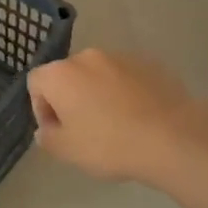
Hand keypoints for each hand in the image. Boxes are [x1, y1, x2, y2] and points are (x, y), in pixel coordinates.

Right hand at [27, 49, 207, 187]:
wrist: (171, 137)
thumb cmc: (109, 144)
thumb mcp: (67, 150)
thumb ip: (47, 137)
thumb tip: (46, 129)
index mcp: (60, 74)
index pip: (36, 83)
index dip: (41, 108)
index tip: (57, 131)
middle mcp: (87, 57)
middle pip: (68, 75)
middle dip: (70, 98)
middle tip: (84, 129)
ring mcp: (121, 57)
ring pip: (98, 75)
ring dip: (98, 94)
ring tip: (114, 124)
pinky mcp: (150, 63)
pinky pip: (126, 77)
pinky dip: (124, 92)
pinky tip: (137, 117)